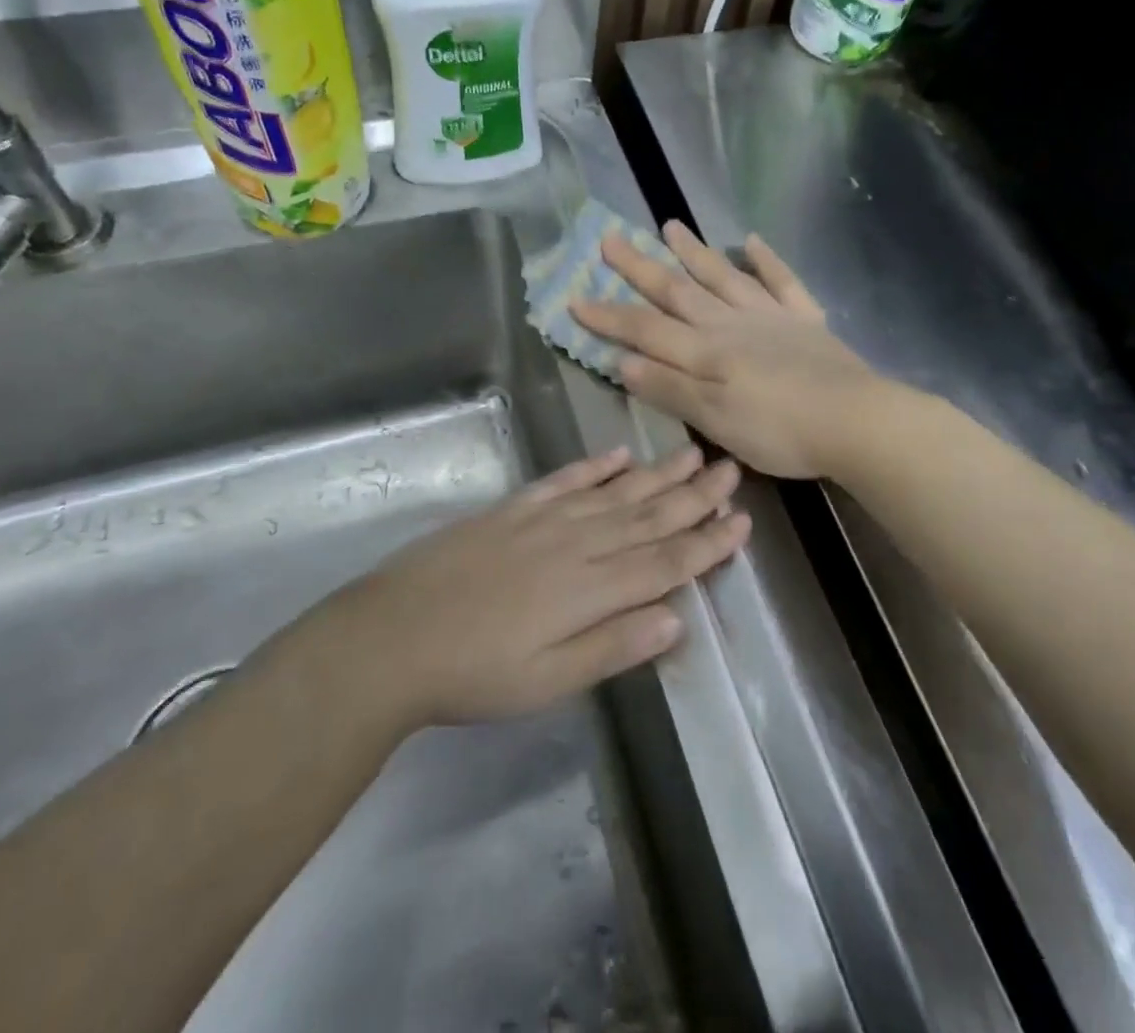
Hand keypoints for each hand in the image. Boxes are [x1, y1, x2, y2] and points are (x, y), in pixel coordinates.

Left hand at [316, 445, 746, 728]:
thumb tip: (677, 617)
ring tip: (692, 454)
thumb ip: (614, 646)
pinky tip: (619, 454)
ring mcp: (543, 520)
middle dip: (694, 496)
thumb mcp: (549, 681)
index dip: (706, 542)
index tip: (741, 521)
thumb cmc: (475, 673)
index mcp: (591, 589)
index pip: (665, 561)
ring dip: (657, 474)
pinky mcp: (513, 510)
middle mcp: (577, 544)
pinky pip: (564, 481)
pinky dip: (595, 466)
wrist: (393, 636)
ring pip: (615, 492)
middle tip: (731, 470)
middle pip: (648, 516)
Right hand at [569, 222, 876, 478]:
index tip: (574, 297)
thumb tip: (621, 360)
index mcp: (705, 352)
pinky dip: (767, 260)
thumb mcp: (715, 421)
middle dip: (640, 267)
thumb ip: (670, 389)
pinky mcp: (805, 320)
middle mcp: (731, 324)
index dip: (608, 315)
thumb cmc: (780, 431)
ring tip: (669, 225)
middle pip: (678, 291)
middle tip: (610, 239)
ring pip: (723, 277)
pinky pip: (782, 282)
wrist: (856, 422)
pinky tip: (752, 242)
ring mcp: (770, 317)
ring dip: (694, 252)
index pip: (645, 329)